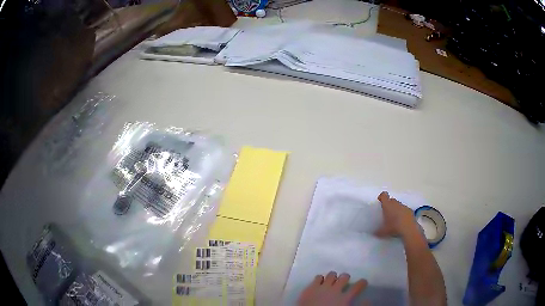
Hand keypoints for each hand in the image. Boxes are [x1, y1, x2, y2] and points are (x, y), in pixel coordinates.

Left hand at [298, 272, 367, 305]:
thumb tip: (368, 301)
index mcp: (345, 298)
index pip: (357, 286)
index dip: (362, 283)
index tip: (363, 282)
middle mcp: (335, 289)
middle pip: (344, 277)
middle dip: (346, 278)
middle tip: (344, 282)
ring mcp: (322, 287)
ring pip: (332, 274)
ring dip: (333, 277)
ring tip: (332, 281)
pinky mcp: (310, 287)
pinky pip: (318, 277)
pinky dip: (321, 279)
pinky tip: (320, 283)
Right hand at [376, 191, 416, 237]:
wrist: (409, 229)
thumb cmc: (394, 227)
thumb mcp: (383, 232)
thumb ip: (377, 231)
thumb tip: (374, 233)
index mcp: (387, 205)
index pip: (384, 195)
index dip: (381, 197)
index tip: (380, 202)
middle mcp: (396, 203)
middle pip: (391, 200)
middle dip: (389, 205)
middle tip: (387, 213)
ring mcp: (404, 206)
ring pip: (398, 205)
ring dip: (396, 209)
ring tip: (395, 219)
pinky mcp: (410, 210)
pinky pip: (405, 210)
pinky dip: (403, 214)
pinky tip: (402, 222)